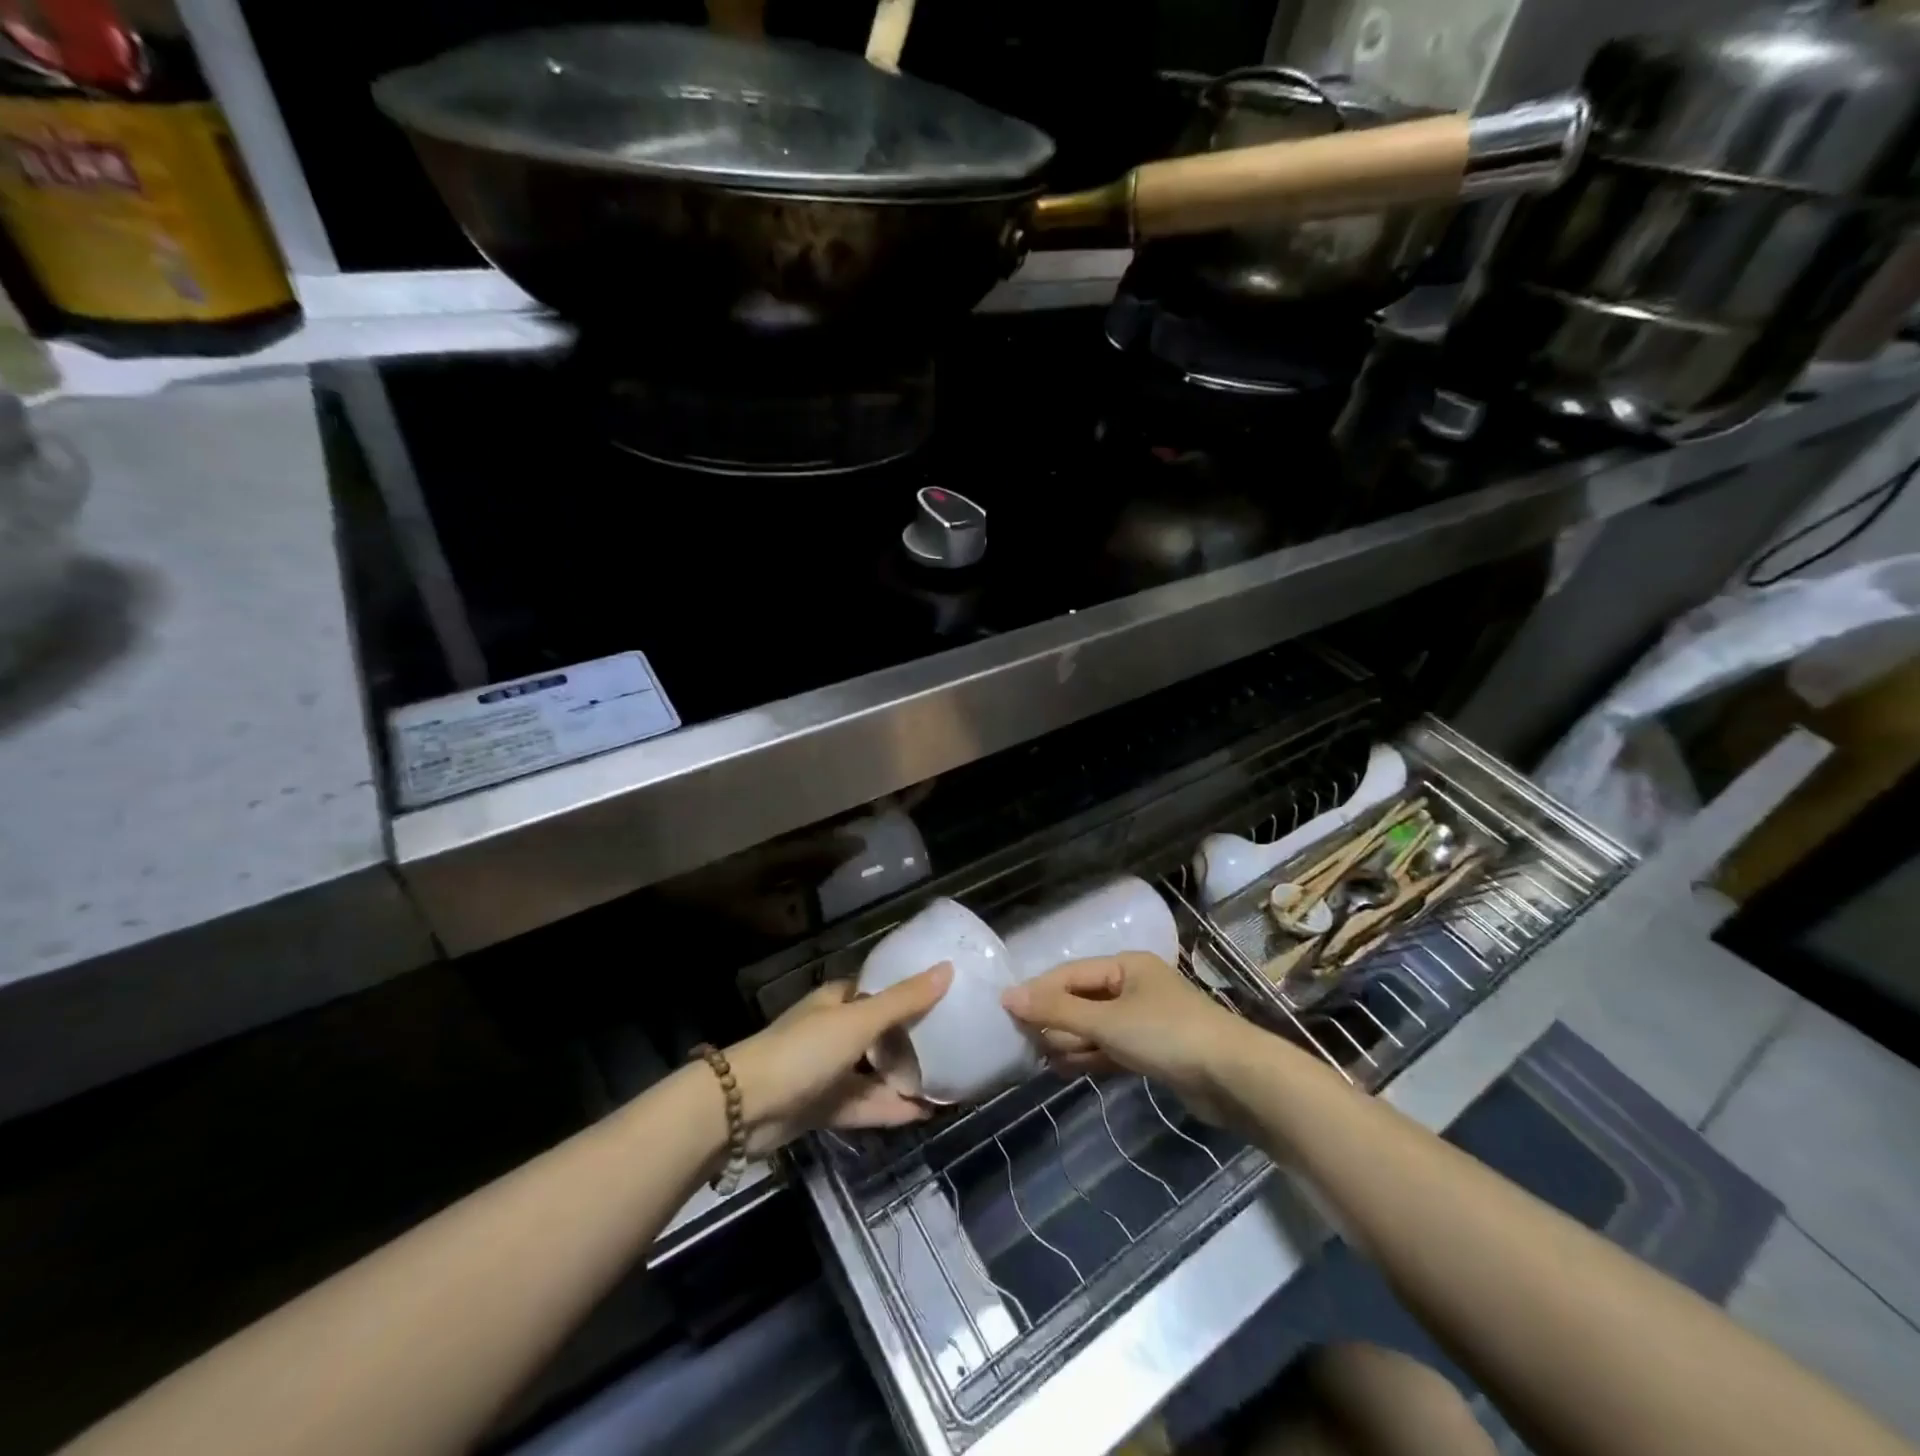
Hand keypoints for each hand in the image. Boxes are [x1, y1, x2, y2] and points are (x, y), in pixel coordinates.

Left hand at [726, 963, 951, 1156]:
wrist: (745, 1107)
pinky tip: (924, 1113)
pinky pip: (866, 1103)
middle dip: (914, 1040)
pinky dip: (891, 1107)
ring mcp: (829, 1071)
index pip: (881, 991)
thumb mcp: (858, 1021)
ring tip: (949, 1083)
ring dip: (905, 1078)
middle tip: (957, 1044)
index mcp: (839, 1001)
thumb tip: (948, 968)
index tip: (947, 998)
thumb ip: (904, 1001)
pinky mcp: (825, 1106)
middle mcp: (835, 1031)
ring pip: (875, 1072)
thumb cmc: (804, 1050)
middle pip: (882, 1033)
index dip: (911, 993)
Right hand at [1001, 953, 1255, 1123]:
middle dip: (1054, 1019)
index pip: (1071, 974)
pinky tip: (1064, 1069)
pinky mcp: (1154, 1051)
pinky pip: (1111, 1048)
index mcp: (1126, 966)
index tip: (1007, 1011)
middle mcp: (1134, 986)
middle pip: (1082, 999)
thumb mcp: (1107, 1020)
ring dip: (1070, 1040)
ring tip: (1038, 1058)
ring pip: (1095, 1026)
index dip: (1039, 991)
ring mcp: (1145, 1020)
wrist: (1234, 1078)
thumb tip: (1009, 996)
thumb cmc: (1167, 1035)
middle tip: (1021, 1041)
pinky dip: (1089, 1056)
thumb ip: (1058, 1009)